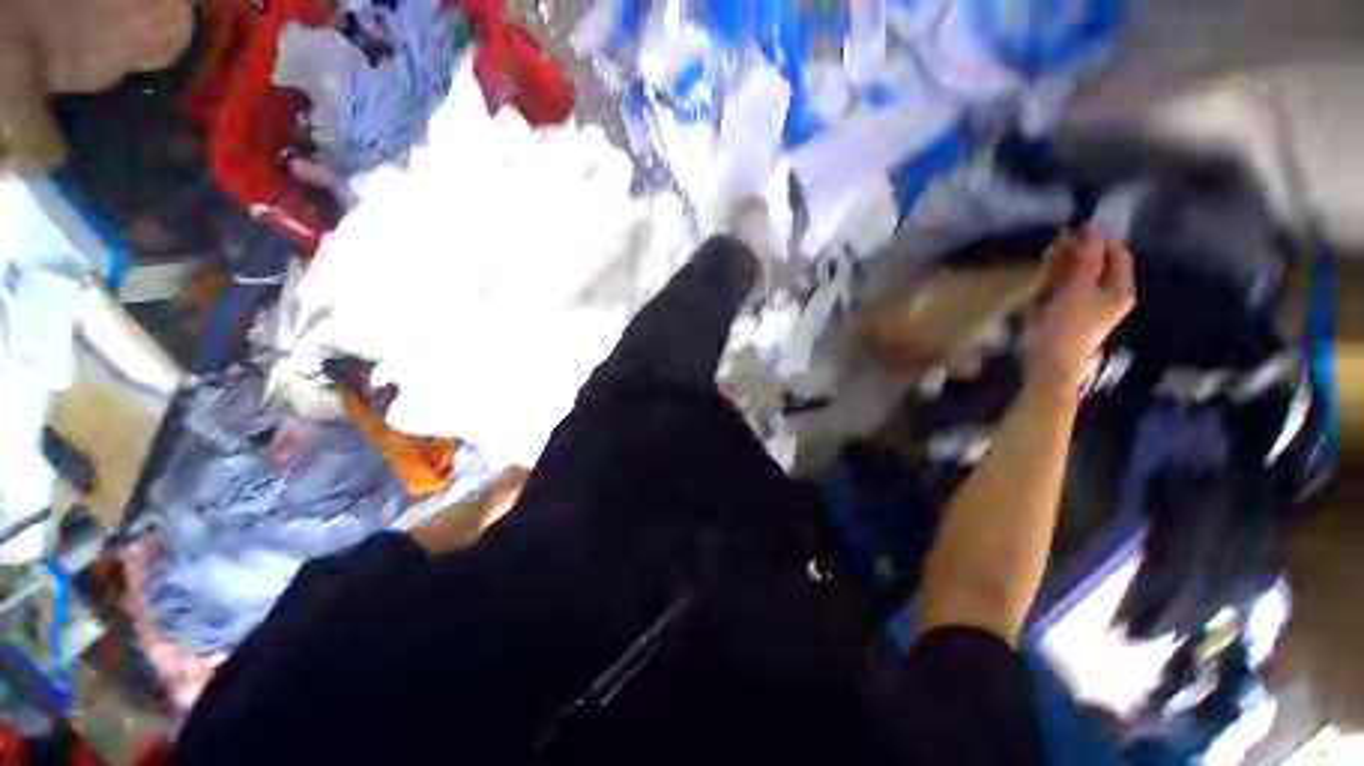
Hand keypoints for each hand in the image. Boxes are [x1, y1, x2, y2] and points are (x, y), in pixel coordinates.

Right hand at [1027, 226, 1135, 391]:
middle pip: (1096, 264)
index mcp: (1119, 290)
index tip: (1072, 234)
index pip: (1116, 254)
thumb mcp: (1080, 288)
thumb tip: (1089, 228)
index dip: (1098, 241)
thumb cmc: (1070, 325)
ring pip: (1076, 276)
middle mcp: (1106, 295)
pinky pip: (1060, 290)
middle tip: (1054, 247)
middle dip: (1076, 254)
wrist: (1049, 362)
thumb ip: (1087, 258)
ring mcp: (1084, 305)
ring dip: (1061, 267)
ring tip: (1043, 262)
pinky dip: (1051, 282)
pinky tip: (1037, 281)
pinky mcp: (1063, 314)